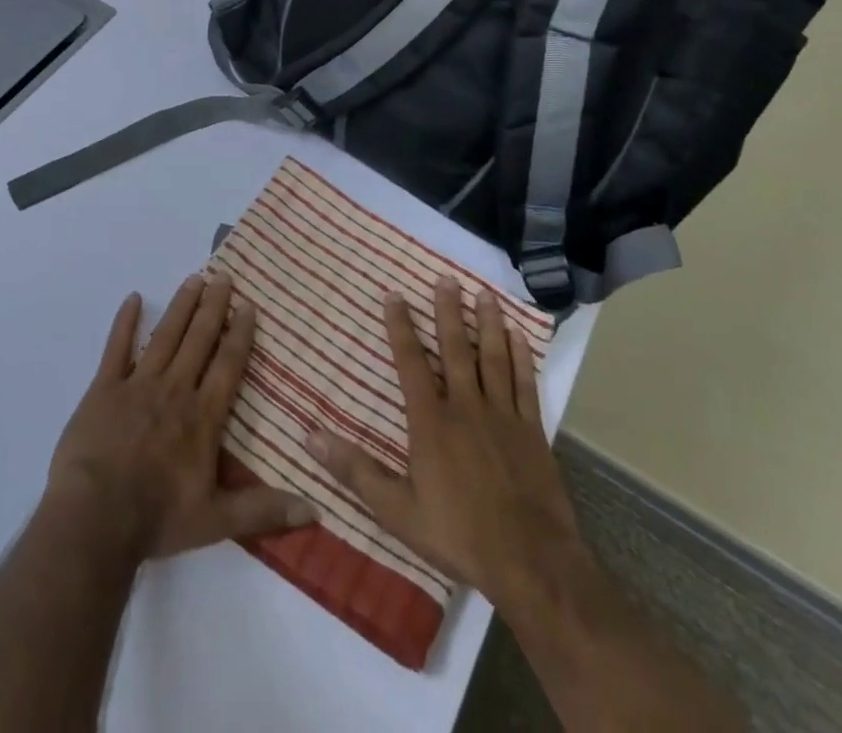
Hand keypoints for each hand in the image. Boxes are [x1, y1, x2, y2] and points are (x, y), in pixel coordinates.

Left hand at [46, 273, 315, 562]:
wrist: (95, 517)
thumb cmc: (157, 518)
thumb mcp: (216, 522)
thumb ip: (264, 511)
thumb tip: (314, 509)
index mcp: (202, 416)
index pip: (227, 366)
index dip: (240, 335)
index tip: (248, 306)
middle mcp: (174, 390)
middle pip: (198, 340)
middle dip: (213, 307)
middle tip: (223, 276)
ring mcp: (138, 384)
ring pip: (165, 336)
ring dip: (181, 306)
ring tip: (194, 279)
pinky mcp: (104, 387)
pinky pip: (116, 347)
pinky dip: (125, 322)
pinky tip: (133, 298)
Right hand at [305, 280, 588, 609]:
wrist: (532, 563)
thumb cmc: (459, 534)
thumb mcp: (397, 510)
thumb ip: (355, 470)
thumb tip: (309, 437)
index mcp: (431, 421)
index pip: (411, 362)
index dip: (401, 327)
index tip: (395, 294)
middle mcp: (465, 407)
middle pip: (456, 349)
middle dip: (448, 311)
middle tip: (446, 278)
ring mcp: (502, 416)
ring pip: (493, 358)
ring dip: (487, 324)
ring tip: (484, 293)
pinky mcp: (532, 431)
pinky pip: (525, 384)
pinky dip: (522, 358)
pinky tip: (519, 336)